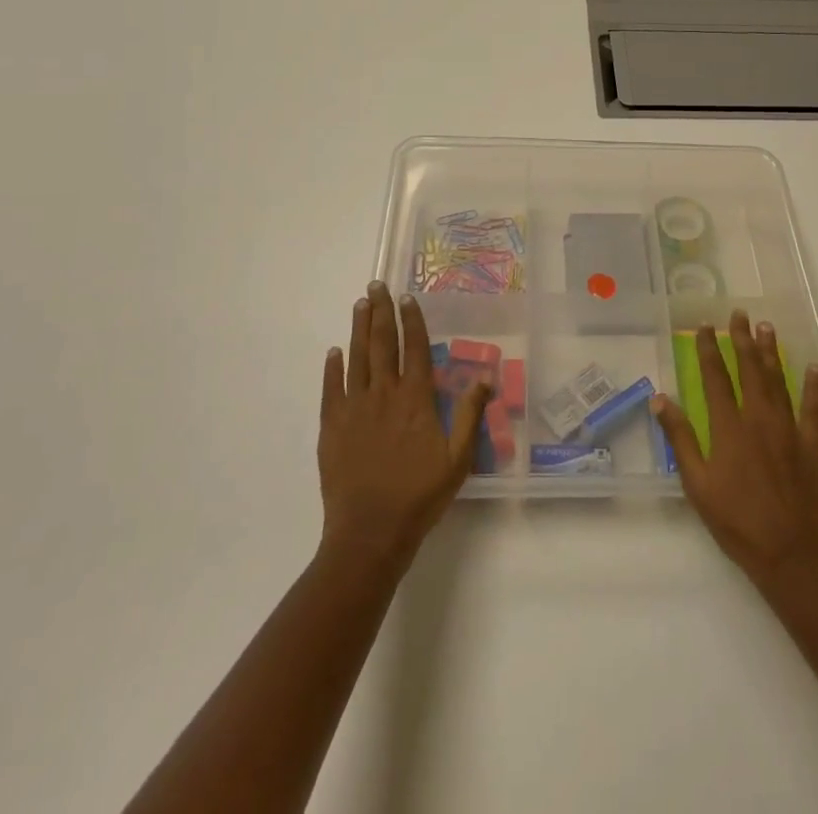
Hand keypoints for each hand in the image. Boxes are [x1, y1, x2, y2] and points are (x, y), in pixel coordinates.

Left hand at [318, 282, 490, 572]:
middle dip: (380, 312)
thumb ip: (470, 415)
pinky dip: (332, 367)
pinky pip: (332, 388)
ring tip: (360, 304)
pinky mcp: (332, 426)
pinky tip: (334, 351)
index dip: (411, 320)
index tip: (407, 298)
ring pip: (356, 358)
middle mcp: (384, 393)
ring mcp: (355, 408)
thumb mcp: (458, 459)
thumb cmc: (419, 496)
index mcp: (415, 399)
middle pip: (382, 343)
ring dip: (358, 328)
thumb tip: (485, 377)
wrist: (370, 532)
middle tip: (376, 285)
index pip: (415, 348)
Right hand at [652, 311, 817, 584]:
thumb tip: (660, 399)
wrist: (792, 556)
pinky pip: (814, 409)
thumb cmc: (737, 523)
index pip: (715, 377)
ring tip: (766, 327)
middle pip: (749, 370)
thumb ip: (680, 439)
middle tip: (739, 314)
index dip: (709, 349)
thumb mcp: (697, 485)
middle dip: (742, 339)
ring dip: (771, 353)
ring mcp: (790, 430)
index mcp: (728, 427)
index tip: (705, 326)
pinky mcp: (814, 446)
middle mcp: (759, 418)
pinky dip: (813, 387)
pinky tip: (812, 368)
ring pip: (779, 381)